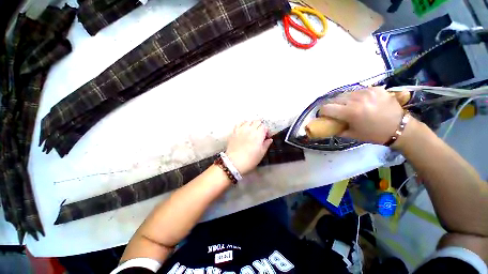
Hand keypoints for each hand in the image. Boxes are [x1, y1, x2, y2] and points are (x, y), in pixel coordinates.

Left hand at [225, 120, 272, 174]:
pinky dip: (243, 124)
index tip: (266, 137)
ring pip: (249, 121)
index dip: (266, 131)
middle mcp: (250, 129)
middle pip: (257, 121)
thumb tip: (270, 139)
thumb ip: (266, 144)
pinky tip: (243, 129)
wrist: (234, 162)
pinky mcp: (234, 131)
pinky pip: (239, 123)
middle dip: (260, 126)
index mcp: (259, 134)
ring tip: (252, 131)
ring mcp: (241, 129)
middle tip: (259, 134)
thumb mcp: (261, 154)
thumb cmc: (250, 159)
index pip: (264, 127)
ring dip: (252, 124)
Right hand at [319, 87, 403, 143]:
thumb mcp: (351, 134)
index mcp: (350, 112)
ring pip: (344, 94)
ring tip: (348, 107)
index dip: (322, 112)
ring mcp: (366, 92)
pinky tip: (360, 102)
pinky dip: (354, 97)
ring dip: (342, 101)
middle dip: (331, 106)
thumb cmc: (373, 134)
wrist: (400, 127)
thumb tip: (326, 125)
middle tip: (335, 112)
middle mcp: (357, 99)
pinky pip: (357, 91)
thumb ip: (336, 129)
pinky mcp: (374, 88)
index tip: (324, 116)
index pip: (326, 108)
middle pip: (333, 99)